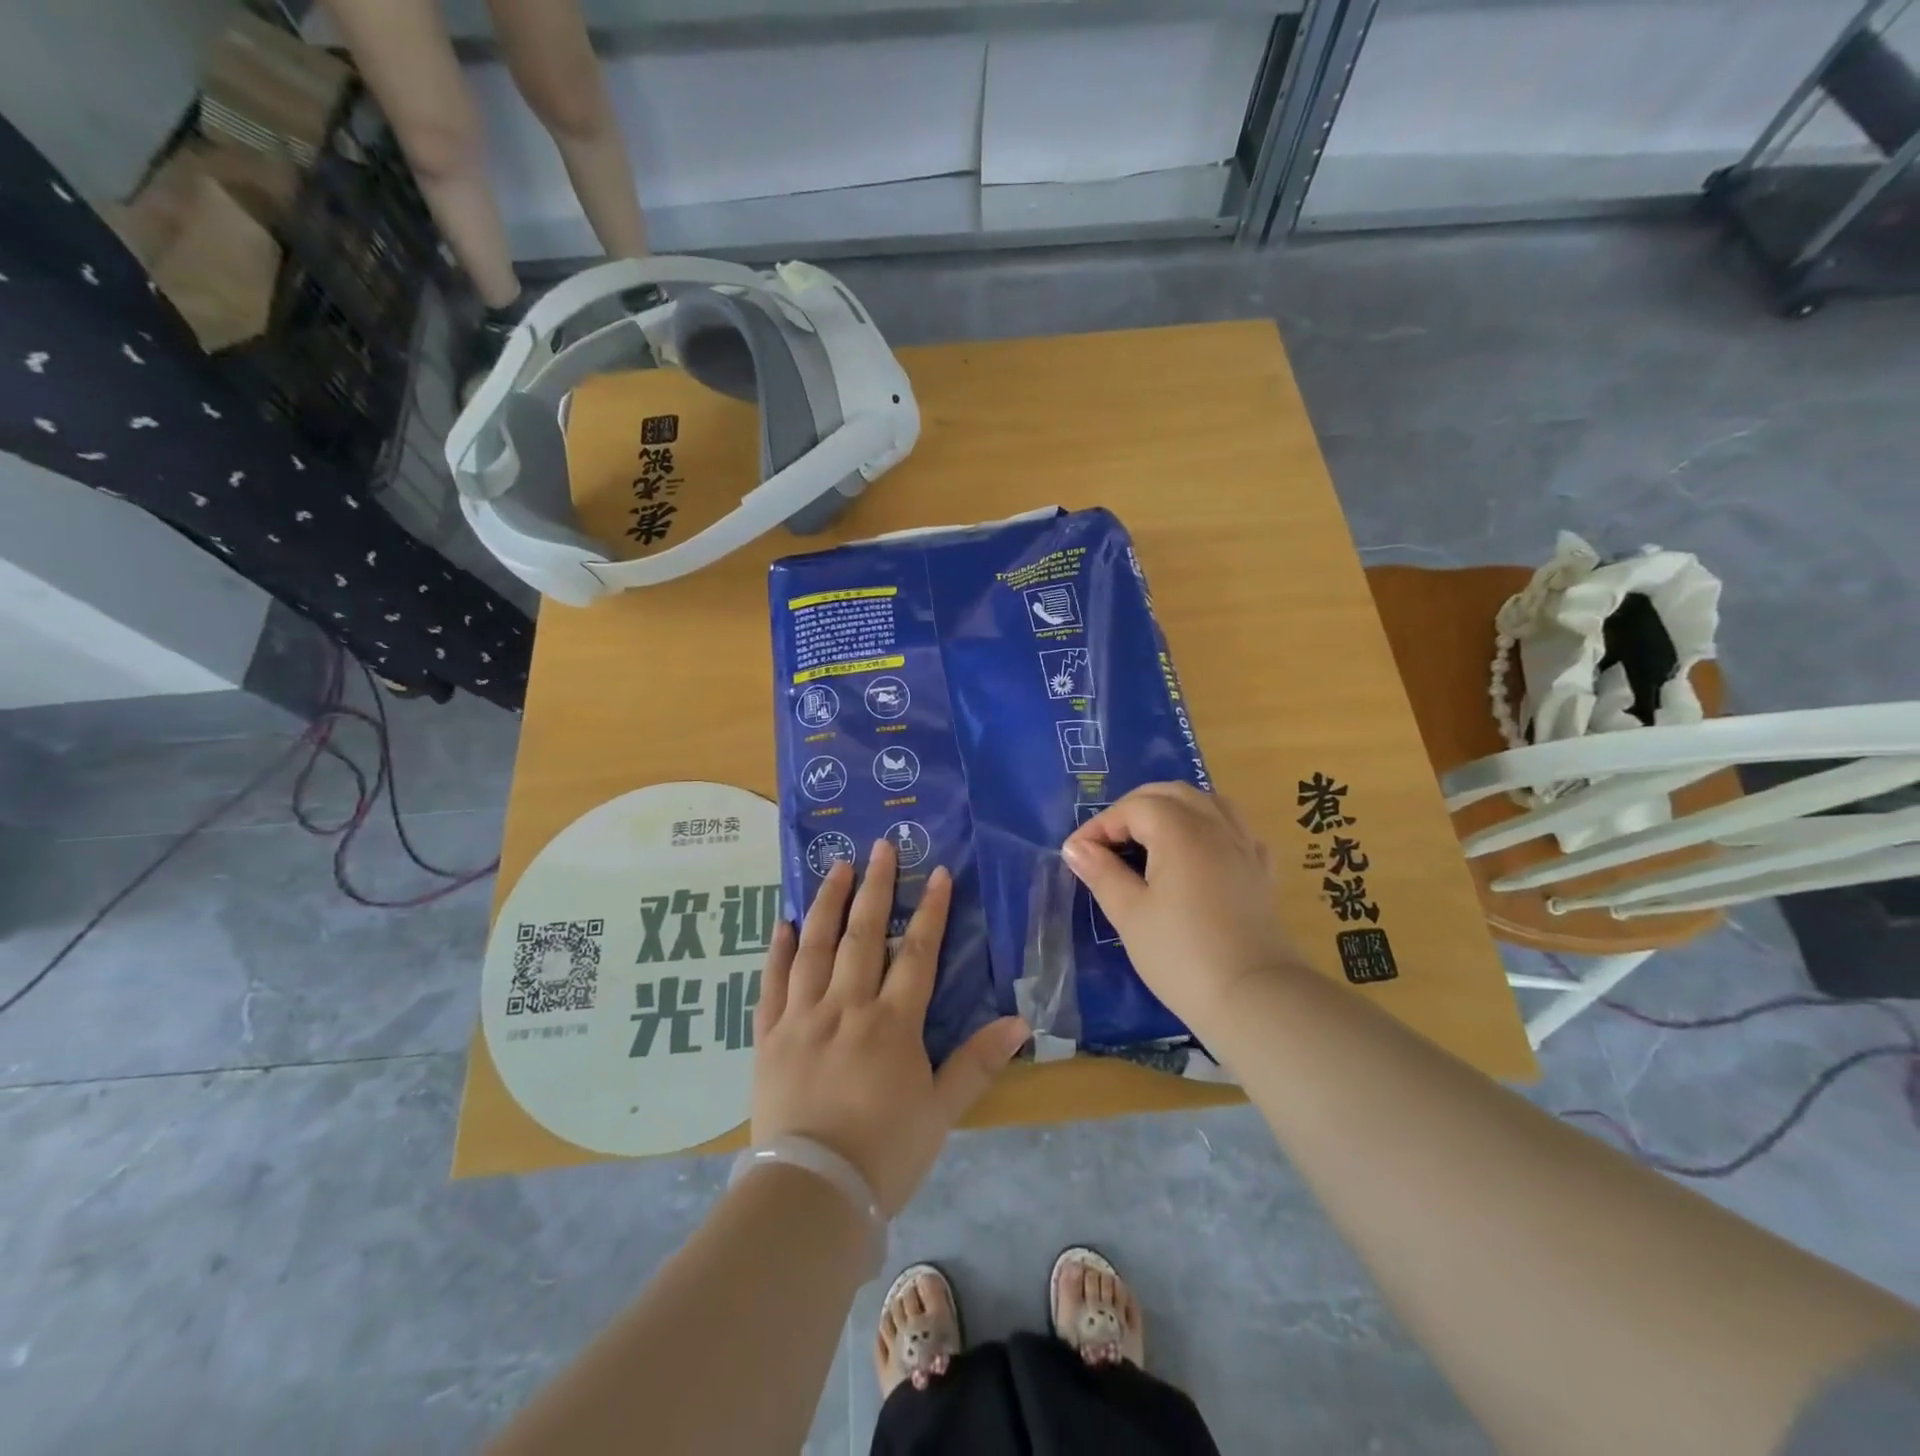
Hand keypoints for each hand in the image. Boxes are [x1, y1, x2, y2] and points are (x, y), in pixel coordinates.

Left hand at [750, 841, 1028, 1216]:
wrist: (810, 1195)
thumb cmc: (884, 1153)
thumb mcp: (941, 1111)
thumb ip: (978, 1062)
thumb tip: (1021, 1022)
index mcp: (892, 1023)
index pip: (917, 953)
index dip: (931, 910)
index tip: (939, 872)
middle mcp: (846, 1007)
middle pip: (862, 934)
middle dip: (876, 887)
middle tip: (881, 846)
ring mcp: (802, 1017)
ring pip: (814, 946)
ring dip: (827, 902)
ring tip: (837, 867)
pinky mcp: (768, 1036)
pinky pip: (772, 983)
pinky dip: (778, 950)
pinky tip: (783, 923)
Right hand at [1063, 782, 1301, 1039]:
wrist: (1253, 999)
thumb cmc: (1181, 955)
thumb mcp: (1129, 914)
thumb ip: (1102, 873)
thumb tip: (1076, 848)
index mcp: (1179, 831)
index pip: (1133, 808)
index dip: (1100, 825)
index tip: (1077, 854)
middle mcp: (1215, 826)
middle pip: (1171, 793)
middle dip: (1134, 808)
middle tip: (1109, 841)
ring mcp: (1244, 847)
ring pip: (1208, 802)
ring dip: (1174, 809)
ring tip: (1151, 838)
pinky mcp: (1261, 872)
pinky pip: (1236, 830)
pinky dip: (1211, 828)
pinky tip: (1201, 852)